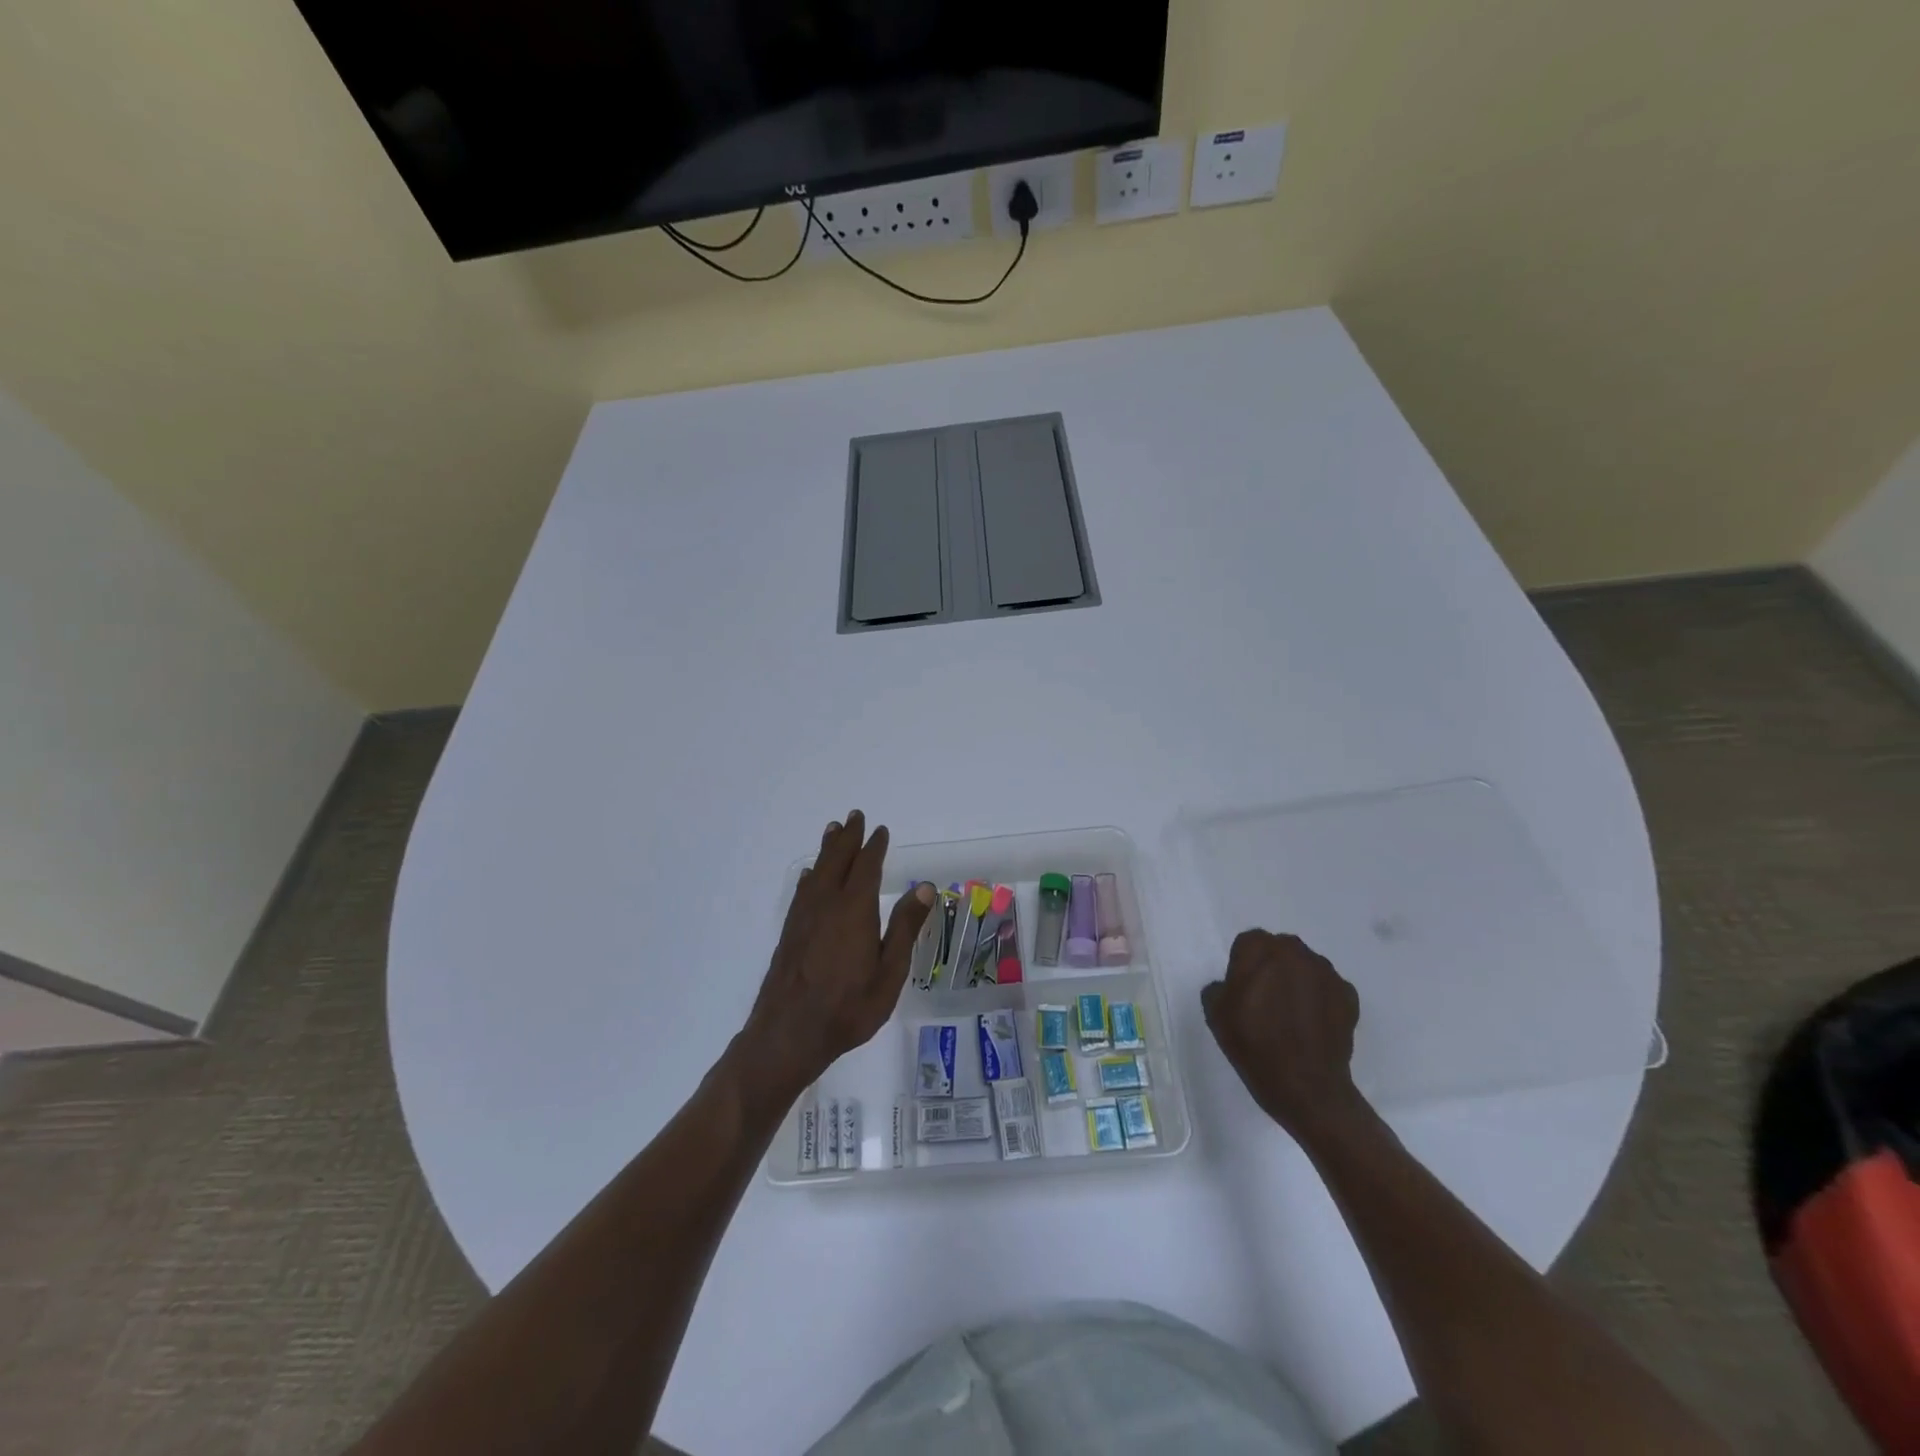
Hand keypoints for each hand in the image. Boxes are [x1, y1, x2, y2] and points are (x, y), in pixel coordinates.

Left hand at [737, 811, 934, 1101]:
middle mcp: (826, 905)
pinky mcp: (790, 933)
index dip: (874, 847)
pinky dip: (809, 876)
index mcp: (854, 910)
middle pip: (837, 861)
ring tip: (833, 831)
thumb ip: (904, 928)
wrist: (788, 1034)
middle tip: (853, 816)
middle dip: (847, 838)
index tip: (880, 830)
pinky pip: (802, 892)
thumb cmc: (848, 1008)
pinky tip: (809, 876)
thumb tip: (924, 887)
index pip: (866, 868)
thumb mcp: (889, 973)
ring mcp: (804, 918)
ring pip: (817, 872)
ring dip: (827, 850)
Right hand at [1201, 931, 1368, 1140]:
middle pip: (1279, 949)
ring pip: (1306, 966)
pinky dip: (1320, 998)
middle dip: (1272, 967)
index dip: (1242, 964)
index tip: (1242, 989)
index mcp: (1260, 950)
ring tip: (1293, 1014)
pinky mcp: (1349, 995)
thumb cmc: (1254, 1045)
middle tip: (1265, 998)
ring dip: (1298, 981)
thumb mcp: (1215, 1013)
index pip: (1248, 942)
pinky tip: (1313, 1024)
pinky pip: (1328, 987)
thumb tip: (1231, 985)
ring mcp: (1326, 973)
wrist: (1306, 1087)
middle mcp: (1295, 952)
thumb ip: (1219, 986)